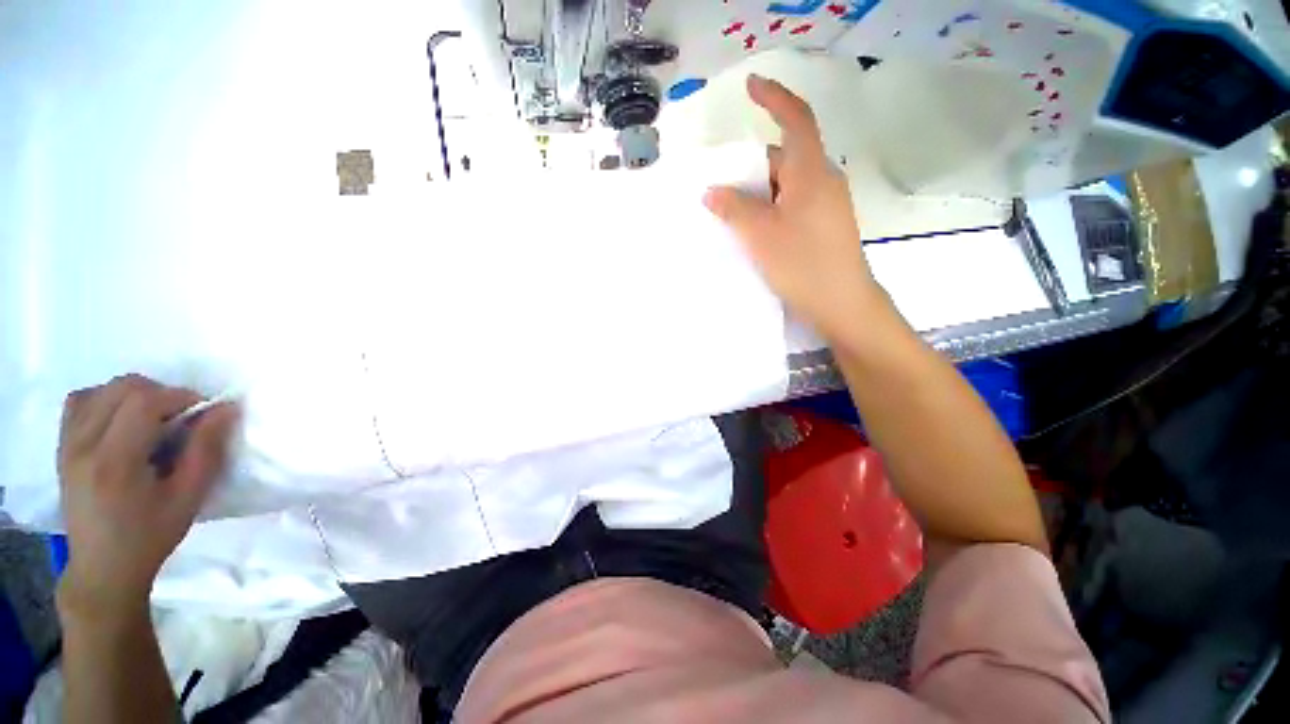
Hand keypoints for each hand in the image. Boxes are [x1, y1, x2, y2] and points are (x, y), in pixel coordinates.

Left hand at [56, 374, 238, 614]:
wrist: (102, 567)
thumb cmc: (150, 536)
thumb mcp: (188, 498)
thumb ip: (206, 450)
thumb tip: (226, 408)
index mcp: (114, 462)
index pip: (144, 401)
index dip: (180, 396)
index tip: (203, 412)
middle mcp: (83, 445)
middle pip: (122, 388)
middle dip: (161, 393)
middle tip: (181, 418)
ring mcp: (67, 444)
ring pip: (101, 390)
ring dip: (135, 395)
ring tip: (153, 420)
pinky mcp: (62, 446)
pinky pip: (80, 402)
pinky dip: (106, 399)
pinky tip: (122, 420)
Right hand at [704, 75, 888, 347]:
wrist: (842, 303)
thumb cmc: (802, 264)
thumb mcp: (760, 235)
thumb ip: (734, 209)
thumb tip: (713, 192)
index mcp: (811, 173)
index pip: (795, 120)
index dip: (773, 99)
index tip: (751, 87)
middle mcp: (823, 181)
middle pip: (785, 158)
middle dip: (752, 165)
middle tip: (722, 184)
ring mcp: (826, 205)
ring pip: (786, 185)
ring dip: (759, 192)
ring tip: (731, 212)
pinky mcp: (824, 226)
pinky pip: (792, 204)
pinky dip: (770, 208)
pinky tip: (753, 229)